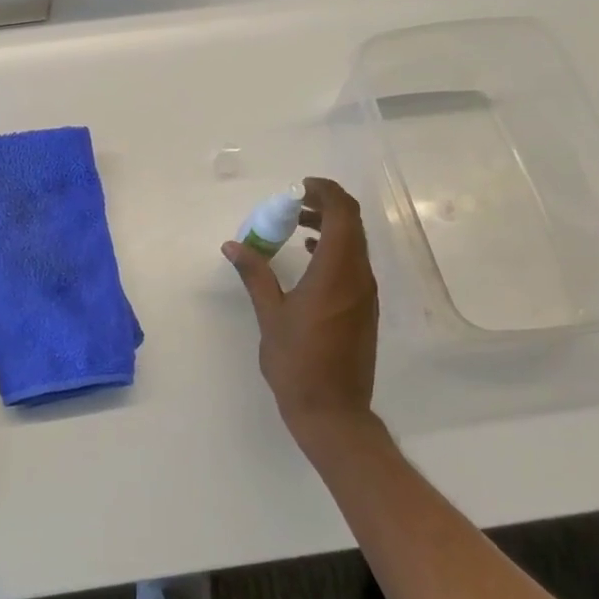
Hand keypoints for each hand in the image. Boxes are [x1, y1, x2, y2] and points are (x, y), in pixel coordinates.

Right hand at [223, 177, 380, 453]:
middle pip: (352, 225)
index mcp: (336, 273)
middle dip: (326, 206)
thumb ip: (255, 274)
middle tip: (293, 202)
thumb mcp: (270, 315)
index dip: (325, 193)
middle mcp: (358, 277)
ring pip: (354, 244)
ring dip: (330, 227)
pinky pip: (353, 264)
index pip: (343, 215)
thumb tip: (233, 245)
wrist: (333, 411)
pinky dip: (334, 249)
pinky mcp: (364, 308)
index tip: (299, 188)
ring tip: (295, 225)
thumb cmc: (297, 362)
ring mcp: (365, 294)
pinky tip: (308, 256)